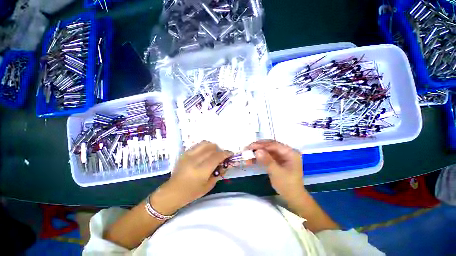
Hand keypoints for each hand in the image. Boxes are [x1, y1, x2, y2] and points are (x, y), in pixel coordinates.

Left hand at [161, 141, 231, 208]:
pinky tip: (205, 153)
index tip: (230, 154)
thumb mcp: (209, 185)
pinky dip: (205, 147)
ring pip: (205, 143)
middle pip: (212, 148)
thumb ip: (219, 173)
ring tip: (214, 153)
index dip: (225, 154)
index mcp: (201, 171)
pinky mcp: (185, 153)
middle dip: (220, 150)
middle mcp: (194, 160)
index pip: (216, 157)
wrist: (172, 192)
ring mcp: (188, 155)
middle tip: (222, 156)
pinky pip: (198, 145)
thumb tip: (226, 164)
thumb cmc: (192, 192)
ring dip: (213, 147)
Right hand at [248, 140, 305, 201]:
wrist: (292, 198)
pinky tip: (250, 161)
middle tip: (247, 149)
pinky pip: (266, 157)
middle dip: (258, 148)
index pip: (274, 145)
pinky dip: (258, 159)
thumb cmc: (287, 185)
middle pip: (269, 146)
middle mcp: (286, 152)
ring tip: (246, 155)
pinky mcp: (276, 161)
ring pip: (266, 151)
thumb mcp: (277, 173)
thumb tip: (257, 151)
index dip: (261, 145)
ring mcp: (281, 156)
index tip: (250, 146)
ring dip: (257, 153)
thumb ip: (267, 161)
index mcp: (290, 152)